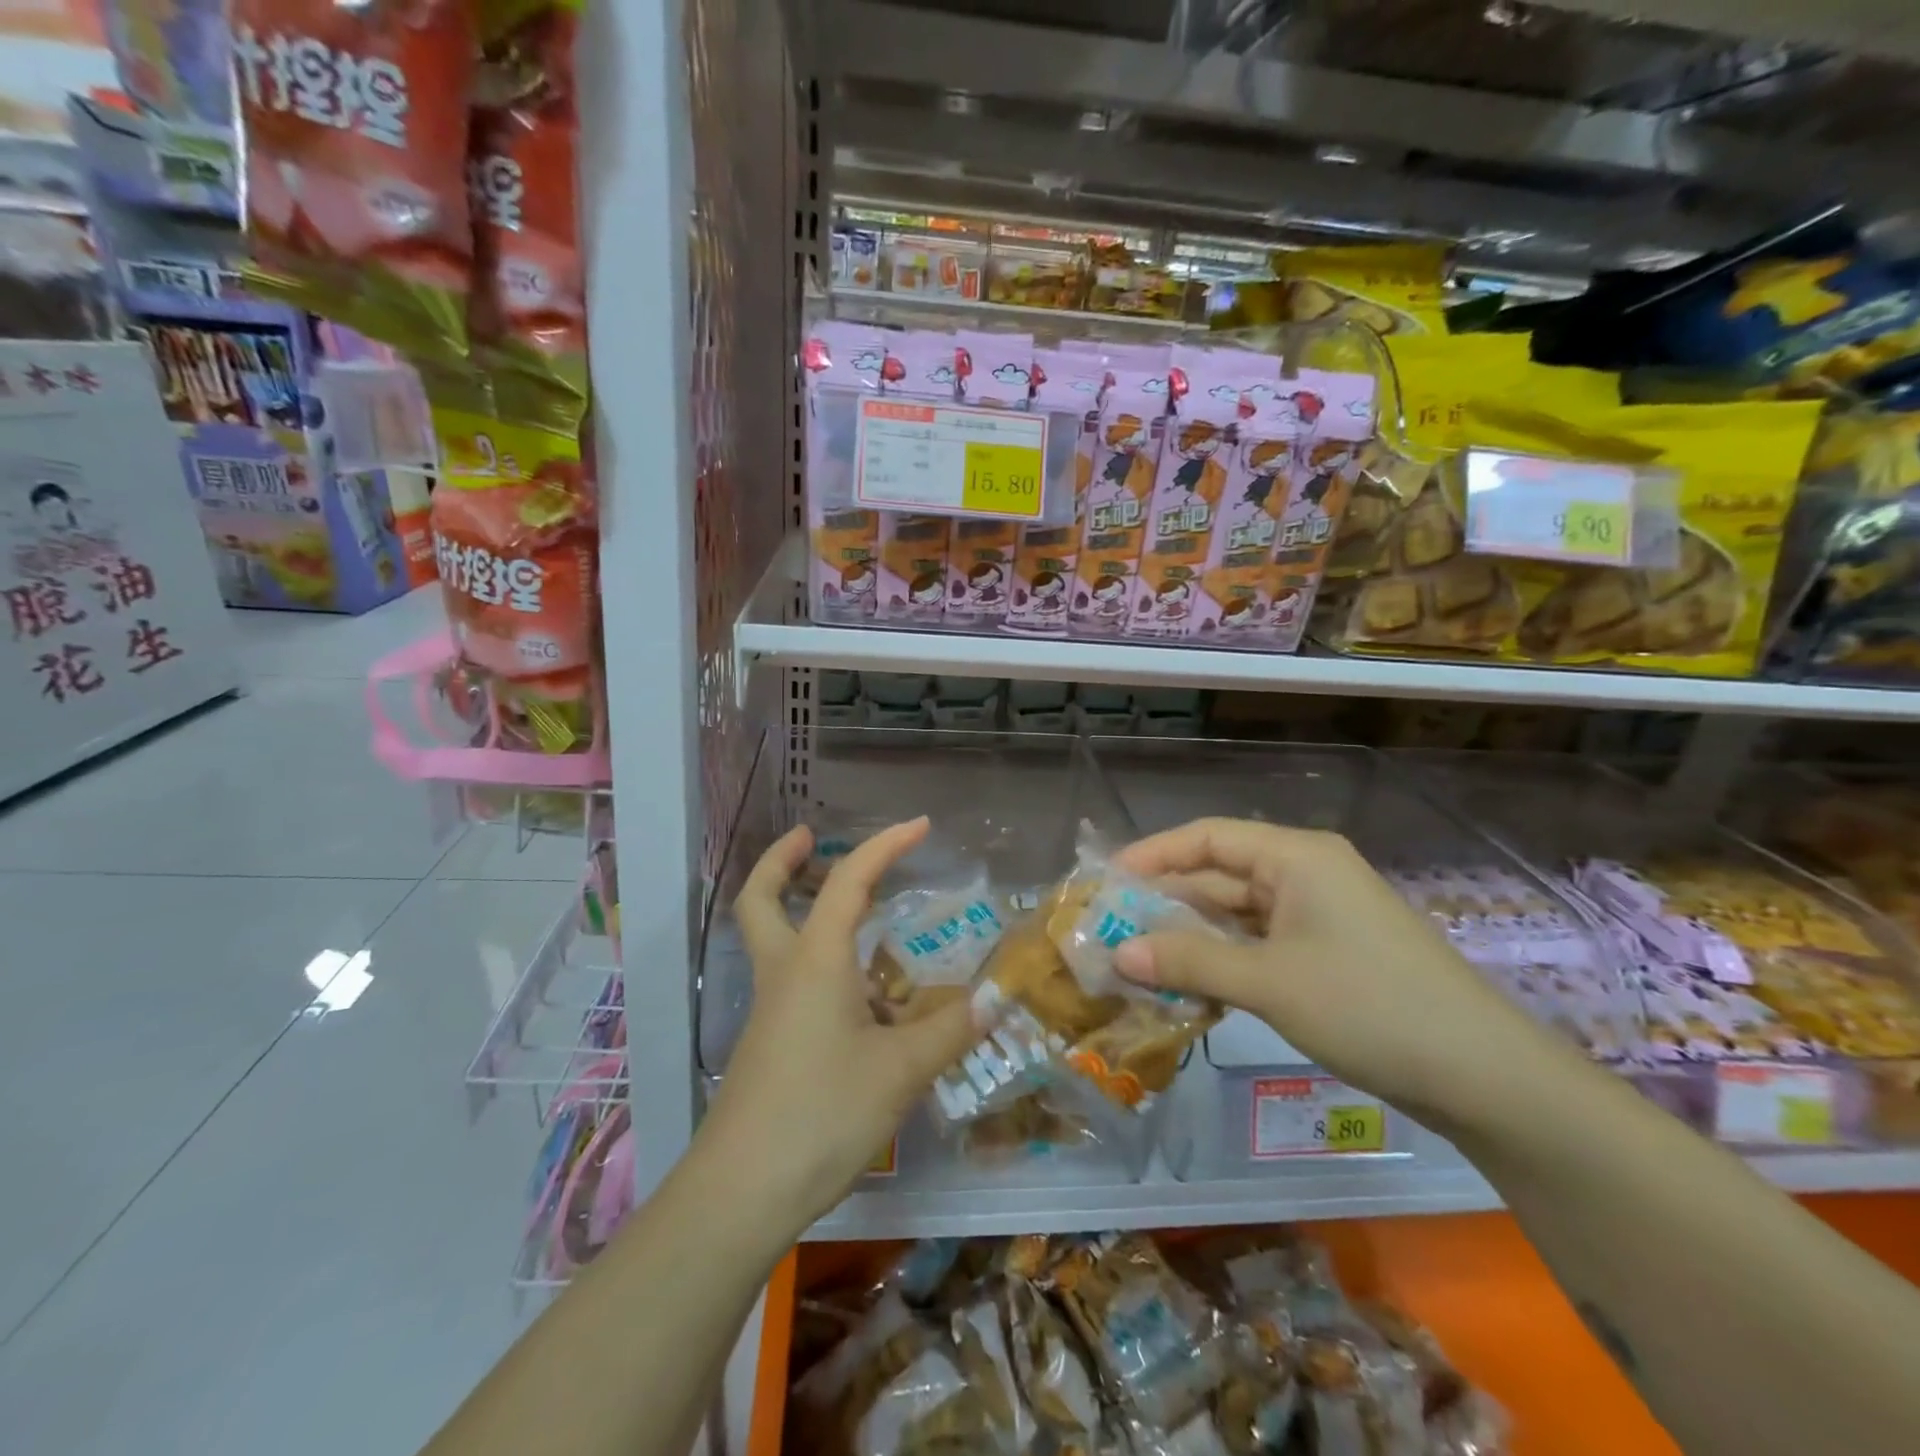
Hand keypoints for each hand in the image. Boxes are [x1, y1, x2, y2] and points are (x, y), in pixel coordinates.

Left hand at [703, 817, 979, 1226]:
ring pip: (776, 941)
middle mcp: (785, 972)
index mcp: (815, 960)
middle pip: (762, 899)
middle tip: (809, 839)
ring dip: (805, 914)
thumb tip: (996, 999)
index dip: (885, 845)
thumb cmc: (822, 1112)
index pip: (850, 881)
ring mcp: (771, 1011)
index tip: (920, 825)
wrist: (741, 1193)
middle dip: (783, 861)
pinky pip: (796, 985)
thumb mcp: (900, 1070)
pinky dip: (825, 970)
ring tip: (866, 924)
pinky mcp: (771, 1045)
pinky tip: (868, 1004)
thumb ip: (950, 1030)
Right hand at [1113, 817, 1558, 1122]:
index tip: (1107, 882)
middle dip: (1166, 901)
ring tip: (1138, 960)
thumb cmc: (1370, 1007)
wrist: (1485, 1077)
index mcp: (1296, 856)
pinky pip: (1260, 943)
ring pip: (1238, 913)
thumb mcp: (1269, 982)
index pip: (1207, 837)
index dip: (1153, 854)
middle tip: (1111, 929)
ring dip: (1192, 935)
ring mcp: (1320, 914)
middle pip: (1220, 874)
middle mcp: (1306, 873)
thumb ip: (1189, 961)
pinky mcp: (1329, 953)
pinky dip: (1224, 959)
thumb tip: (1117, 953)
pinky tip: (1190, 984)